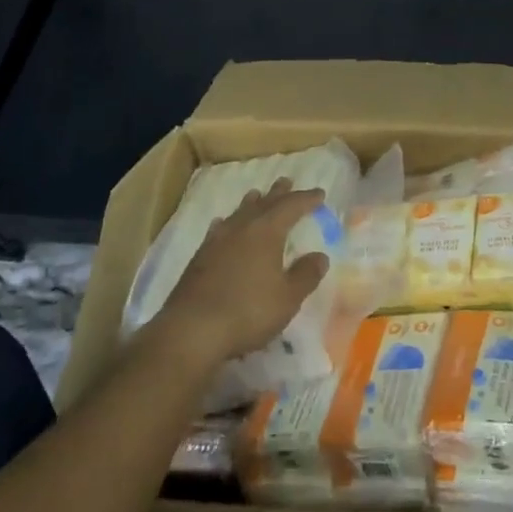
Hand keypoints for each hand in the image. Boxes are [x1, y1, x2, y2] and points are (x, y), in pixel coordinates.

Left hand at [155, 179, 329, 367]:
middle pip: (263, 203)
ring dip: (251, 203)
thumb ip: (306, 275)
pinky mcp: (200, 257)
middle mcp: (241, 228)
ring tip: (257, 195)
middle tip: (287, 181)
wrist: (192, 330)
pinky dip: (228, 223)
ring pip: (239, 213)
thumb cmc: (248, 311)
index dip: (306, 199)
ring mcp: (217, 240)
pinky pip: (219, 229)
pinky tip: (223, 224)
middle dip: (278, 193)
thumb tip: (320, 256)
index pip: (291, 206)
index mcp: (267, 231)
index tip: (319, 194)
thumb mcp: (288, 298)